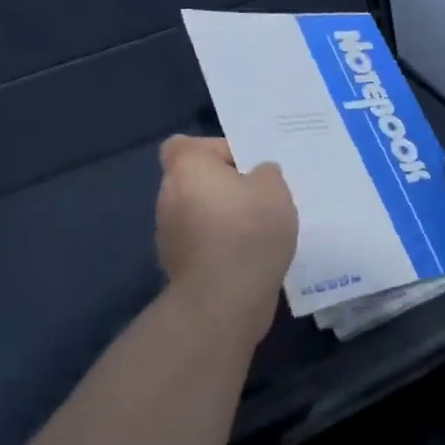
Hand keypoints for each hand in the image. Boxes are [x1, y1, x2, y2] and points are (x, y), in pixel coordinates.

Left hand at [155, 136, 297, 339]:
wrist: (224, 298)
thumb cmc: (248, 231)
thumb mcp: (275, 190)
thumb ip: (267, 173)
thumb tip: (258, 174)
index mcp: (187, 168)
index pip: (185, 145)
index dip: (214, 150)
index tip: (245, 165)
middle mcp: (169, 196)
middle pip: (195, 181)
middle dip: (225, 187)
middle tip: (260, 198)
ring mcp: (169, 233)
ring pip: (199, 213)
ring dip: (223, 218)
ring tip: (260, 230)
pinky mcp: (178, 265)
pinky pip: (203, 243)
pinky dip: (221, 245)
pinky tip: (249, 256)